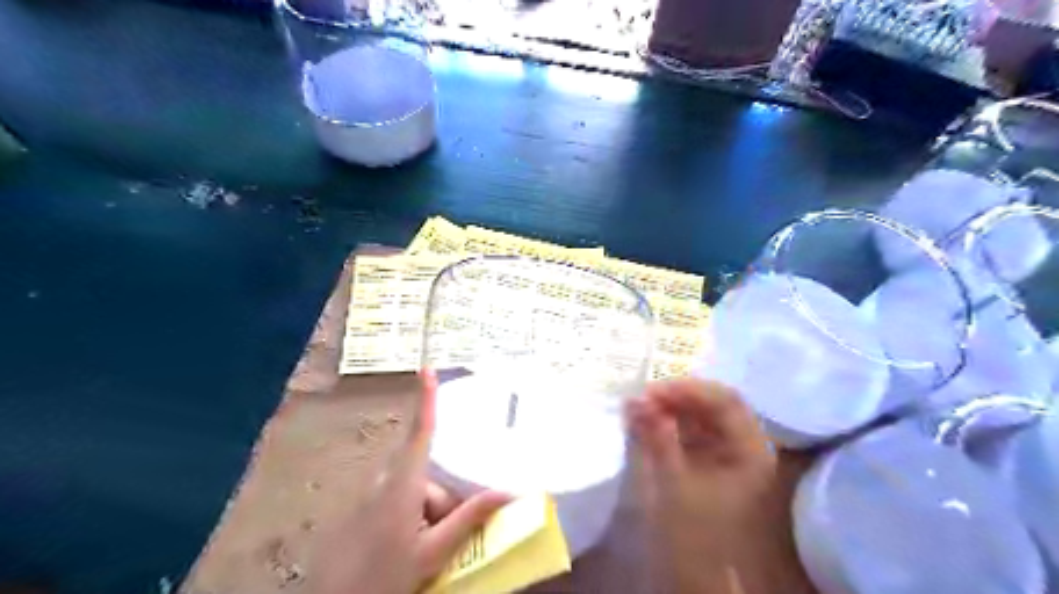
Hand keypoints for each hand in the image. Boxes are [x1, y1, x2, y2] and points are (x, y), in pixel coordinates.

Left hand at [308, 372, 510, 593]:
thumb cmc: (383, 577)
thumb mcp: (433, 551)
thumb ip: (469, 518)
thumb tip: (508, 492)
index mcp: (403, 484)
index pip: (420, 431)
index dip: (425, 399)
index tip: (427, 369)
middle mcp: (386, 481)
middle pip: (427, 472)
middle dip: (445, 499)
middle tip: (448, 536)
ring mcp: (373, 496)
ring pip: (416, 490)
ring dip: (431, 513)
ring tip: (431, 549)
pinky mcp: (367, 509)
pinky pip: (400, 500)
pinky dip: (415, 518)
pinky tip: (412, 547)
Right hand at [623, 379, 812, 592]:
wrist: (703, 578)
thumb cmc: (697, 535)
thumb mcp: (675, 483)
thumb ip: (656, 437)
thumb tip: (634, 399)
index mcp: (752, 451)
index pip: (726, 401)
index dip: (689, 389)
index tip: (651, 391)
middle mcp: (747, 446)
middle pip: (714, 405)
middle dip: (677, 397)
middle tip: (641, 398)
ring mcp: (729, 454)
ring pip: (702, 416)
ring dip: (671, 408)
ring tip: (639, 408)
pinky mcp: (712, 462)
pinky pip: (693, 431)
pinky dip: (670, 424)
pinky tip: (647, 423)